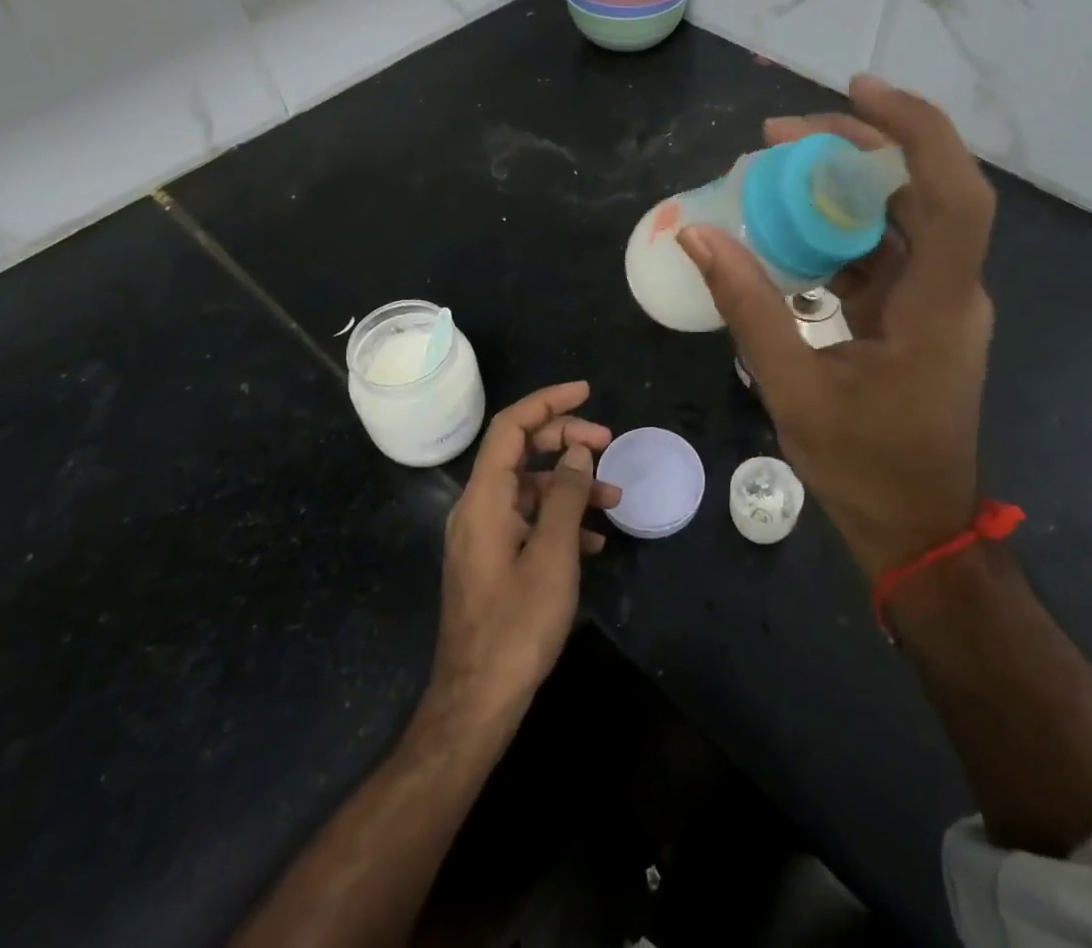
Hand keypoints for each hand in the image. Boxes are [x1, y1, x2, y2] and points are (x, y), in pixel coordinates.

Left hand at [427, 382, 619, 726]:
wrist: (477, 701)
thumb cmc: (517, 625)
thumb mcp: (552, 555)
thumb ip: (565, 495)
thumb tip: (578, 452)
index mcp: (484, 498)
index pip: (511, 426)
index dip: (547, 402)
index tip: (586, 391)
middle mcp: (478, 507)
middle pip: (520, 451)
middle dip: (565, 440)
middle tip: (608, 443)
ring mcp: (483, 535)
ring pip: (529, 487)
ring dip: (570, 484)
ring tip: (614, 497)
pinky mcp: (492, 560)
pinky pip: (527, 520)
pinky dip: (559, 517)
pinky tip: (593, 540)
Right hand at [678, 76, 996, 577]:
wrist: (915, 528)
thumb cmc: (864, 466)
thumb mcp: (793, 387)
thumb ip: (747, 306)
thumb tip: (697, 235)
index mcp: (937, 305)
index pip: (952, 193)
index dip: (913, 130)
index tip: (856, 91)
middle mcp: (949, 291)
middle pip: (920, 189)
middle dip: (855, 147)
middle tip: (780, 134)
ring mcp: (935, 303)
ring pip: (898, 217)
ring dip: (843, 186)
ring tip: (774, 167)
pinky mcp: (915, 316)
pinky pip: (881, 252)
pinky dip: (838, 229)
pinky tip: (788, 227)